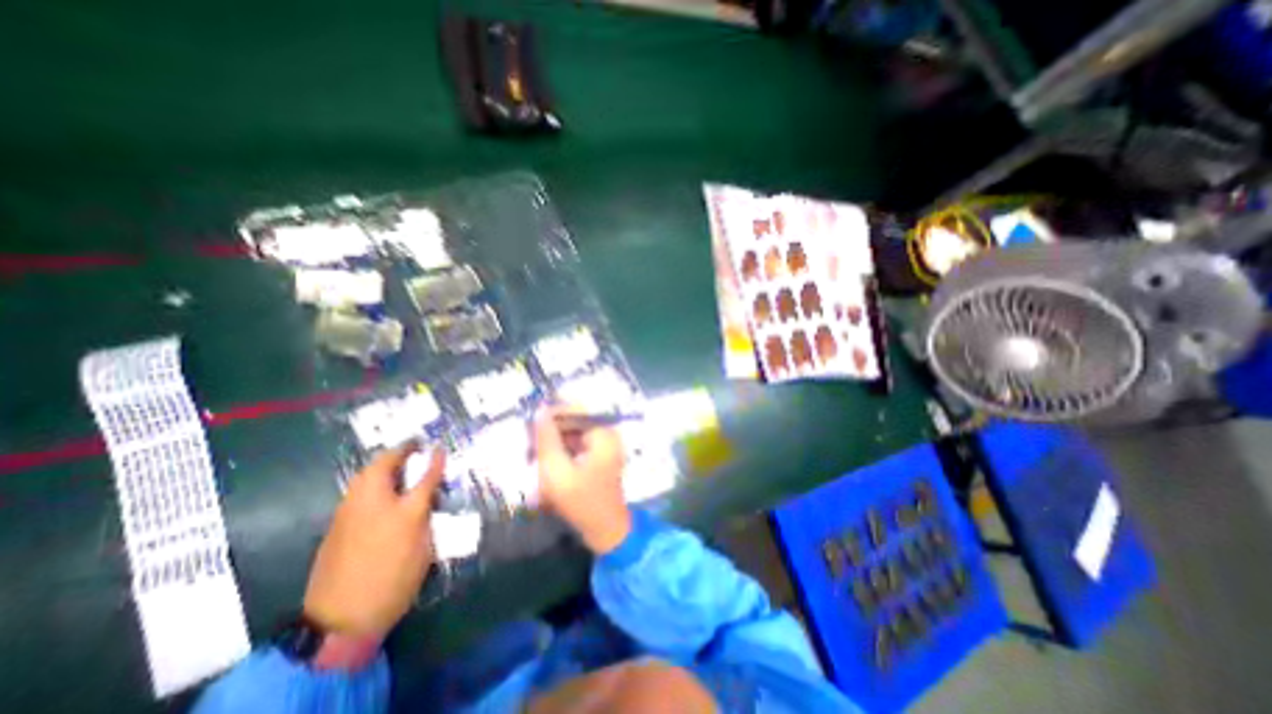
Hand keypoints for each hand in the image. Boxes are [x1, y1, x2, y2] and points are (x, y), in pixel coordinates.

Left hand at [302, 445, 445, 638]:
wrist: (340, 620)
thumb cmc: (393, 578)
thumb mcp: (422, 546)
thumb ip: (425, 513)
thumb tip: (425, 496)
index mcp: (400, 509)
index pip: (423, 476)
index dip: (434, 460)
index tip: (440, 446)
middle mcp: (372, 503)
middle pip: (383, 466)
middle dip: (399, 452)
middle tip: (414, 447)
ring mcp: (348, 513)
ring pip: (366, 477)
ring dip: (383, 465)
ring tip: (398, 463)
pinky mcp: (335, 526)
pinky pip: (357, 492)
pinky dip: (372, 482)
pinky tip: (381, 489)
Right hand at [534, 408, 628, 550]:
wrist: (606, 532)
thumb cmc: (581, 501)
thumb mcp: (557, 470)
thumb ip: (546, 438)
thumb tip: (540, 411)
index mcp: (603, 433)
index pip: (575, 409)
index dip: (552, 414)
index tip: (531, 426)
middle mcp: (607, 434)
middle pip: (574, 421)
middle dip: (551, 431)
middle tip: (530, 445)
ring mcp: (605, 447)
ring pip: (574, 434)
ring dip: (554, 443)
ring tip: (535, 457)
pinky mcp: (600, 458)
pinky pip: (578, 446)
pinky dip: (562, 452)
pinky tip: (547, 465)